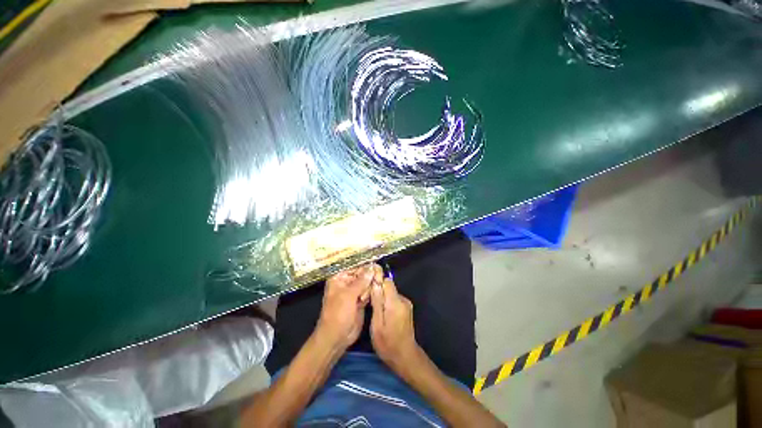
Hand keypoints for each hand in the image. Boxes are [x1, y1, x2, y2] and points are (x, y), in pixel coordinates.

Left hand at [316, 264, 380, 350]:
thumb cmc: (338, 314)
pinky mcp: (361, 299)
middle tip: (378, 277)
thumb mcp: (348, 295)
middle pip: (362, 273)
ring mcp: (354, 291)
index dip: (365, 265)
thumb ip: (361, 281)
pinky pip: (369, 291)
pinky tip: (372, 295)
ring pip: (367, 282)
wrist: (337, 337)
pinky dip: (372, 292)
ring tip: (370, 292)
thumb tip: (372, 267)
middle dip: (370, 275)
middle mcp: (347, 282)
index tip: (376, 264)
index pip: (354, 266)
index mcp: (339, 278)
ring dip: (371, 284)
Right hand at [370, 275, 420, 372]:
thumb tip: (375, 284)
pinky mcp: (407, 309)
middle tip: (370, 303)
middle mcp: (403, 300)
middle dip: (379, 291)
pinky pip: (395, 299)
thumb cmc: (387, 344)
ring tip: (375, 311)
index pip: (387, 281)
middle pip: (389, 287)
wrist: (405, 357)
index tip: (369, 289)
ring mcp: (406, 304)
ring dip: (383, 298)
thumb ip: (377, 303)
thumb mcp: (377, 324)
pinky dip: (388, 303)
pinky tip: (383, 315)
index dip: (377, 282)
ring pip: (391, 293)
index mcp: (395, 302)